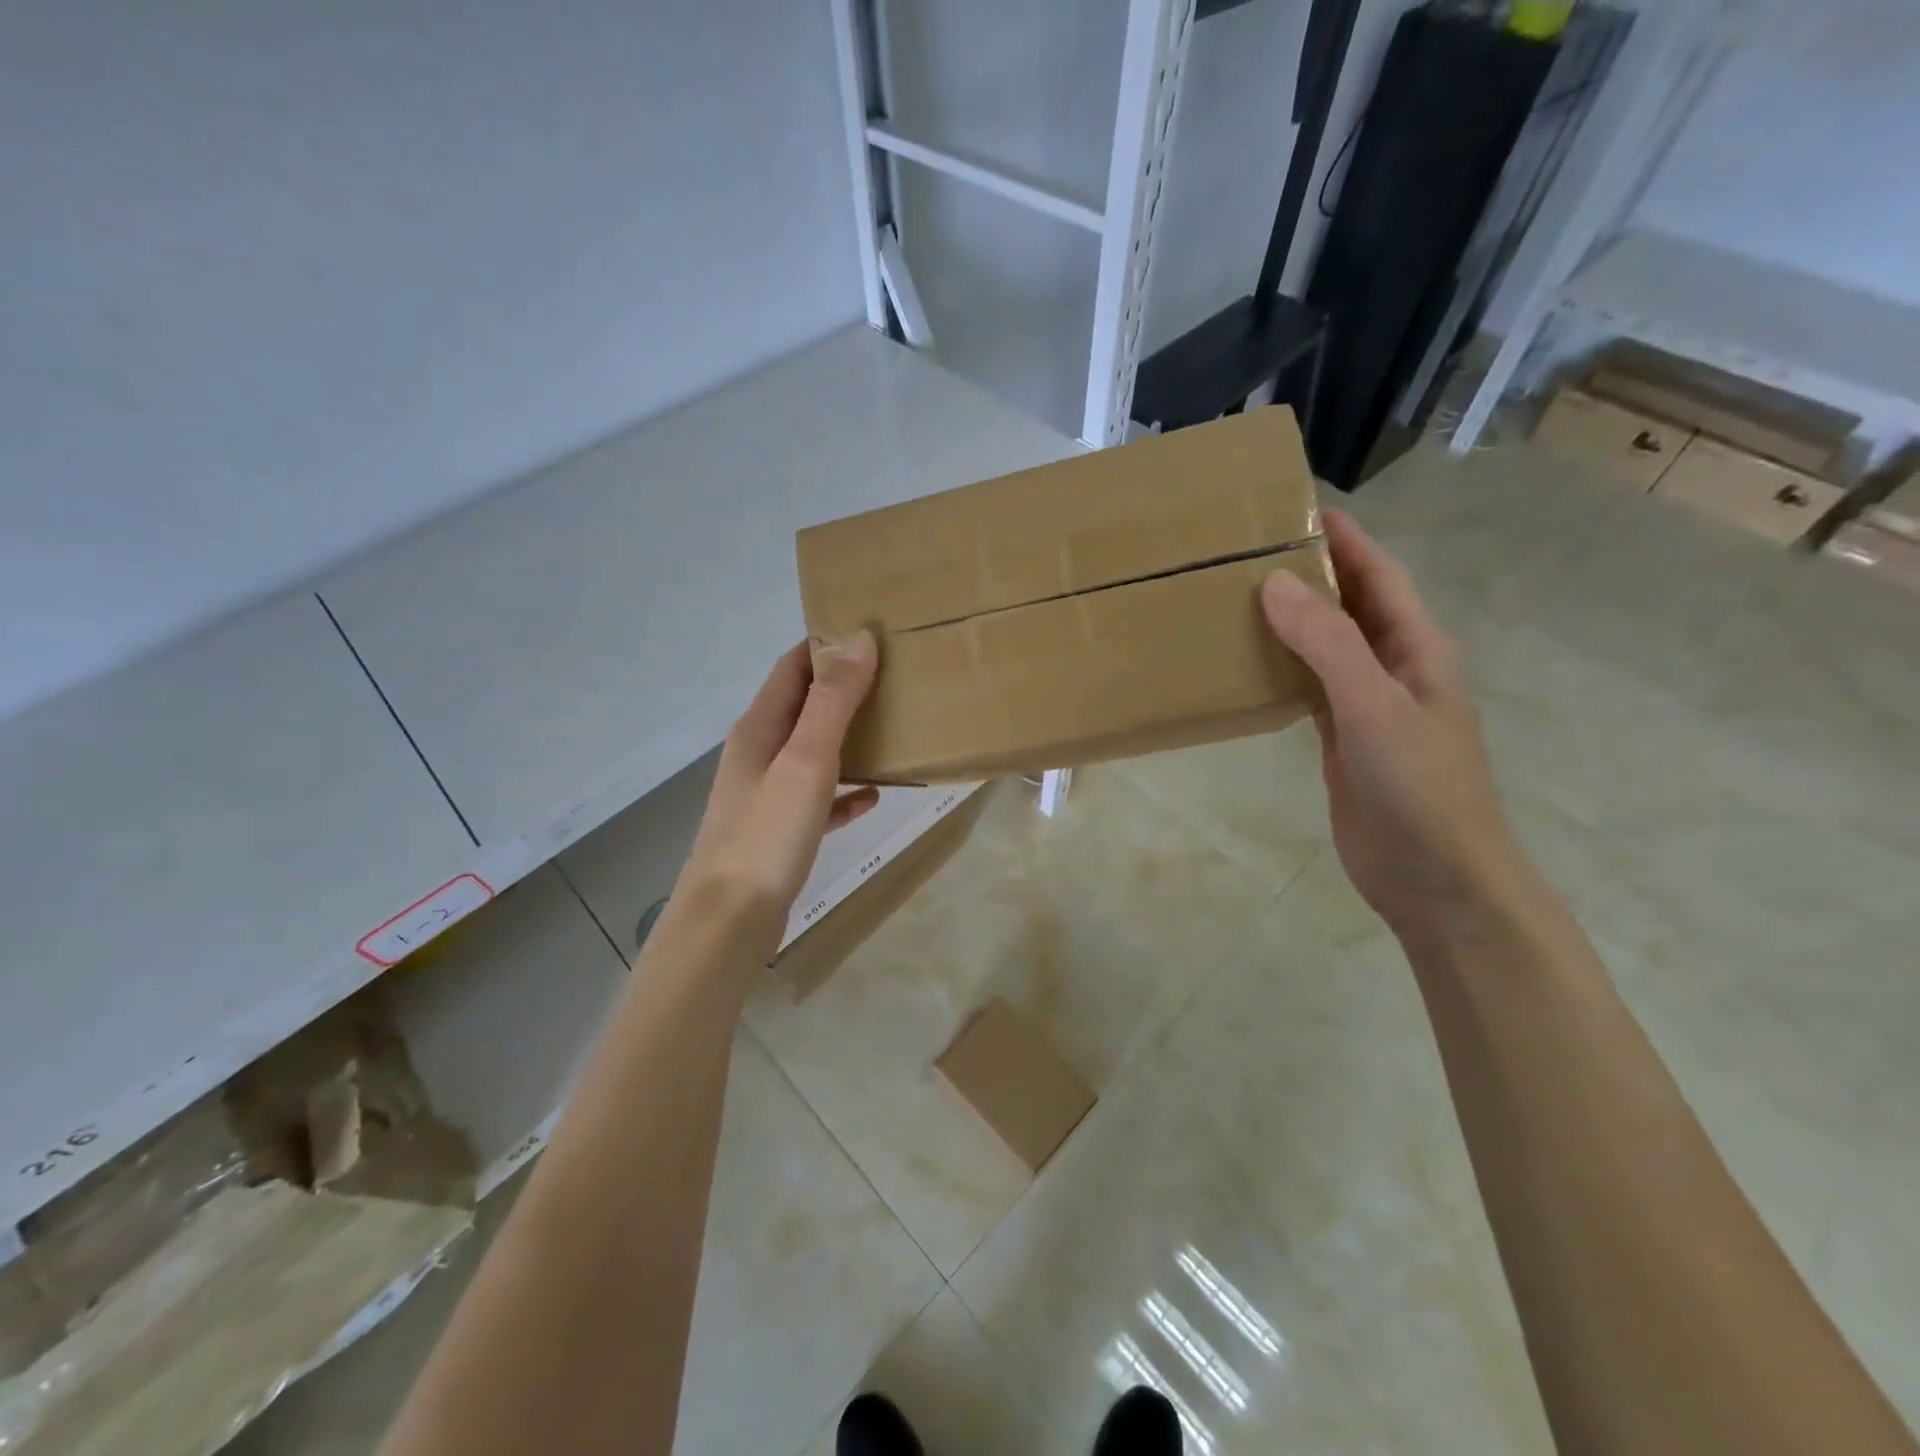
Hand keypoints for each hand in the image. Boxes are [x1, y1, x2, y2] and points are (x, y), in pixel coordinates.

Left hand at [674, 634, 880, 959]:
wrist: (730, 921)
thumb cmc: (768, 834)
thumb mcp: (806, 761)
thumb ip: (832, 701)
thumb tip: (859, 639)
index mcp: (759, 727)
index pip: (792, 666)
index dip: (827, 645)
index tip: (873, 633)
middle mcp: (759, 753)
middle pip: (803, 705)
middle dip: (844, 688)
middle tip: (895, 679)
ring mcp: (766, 793)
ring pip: (812, 751)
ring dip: (848, 737)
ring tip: (894, 729)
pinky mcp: (779, 830)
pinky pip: (818, 798)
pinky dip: (844, 790)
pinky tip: (874, 796)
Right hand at [1260, 510, 1517, 940]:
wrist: (1434, 878)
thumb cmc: (1418, 787)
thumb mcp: (1375, 707)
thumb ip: (1327, 645)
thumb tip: (1276, 584)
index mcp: (1417, 649)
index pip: (1378, 575)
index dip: (1344, 539)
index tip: (1294, 508)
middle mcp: (1394, 668)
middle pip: (1351, 605)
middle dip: (1311, 573)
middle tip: (1248, 551)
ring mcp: (1367, 706)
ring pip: (1325, 646)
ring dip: (1291, 620)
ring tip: (1236, 596)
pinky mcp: (1342, 740)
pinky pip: (1308, 688)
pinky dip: (1281, 668)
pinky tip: (1247, 661)